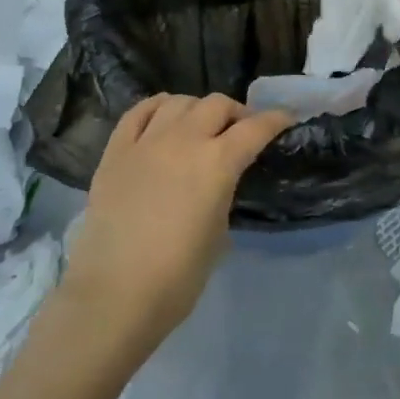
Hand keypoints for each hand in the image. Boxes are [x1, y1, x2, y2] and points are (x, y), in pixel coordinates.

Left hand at [60, 94, 290, 354]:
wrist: (113, 296)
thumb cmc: (177, 276)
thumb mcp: (219, 232)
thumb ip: (223, 192)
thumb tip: (216, 180)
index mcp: (217, 163)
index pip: (255, 128)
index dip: (275, 120)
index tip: (285, 120)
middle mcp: (184, 141)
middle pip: (217, 104)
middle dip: (236, 113)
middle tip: (239, 131)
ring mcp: (146, 142)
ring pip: (178, 101)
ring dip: (197, 109)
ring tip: (199, 126)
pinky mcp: (115, 152)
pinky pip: (138, 112)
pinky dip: (157, 107)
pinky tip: (163, 117)